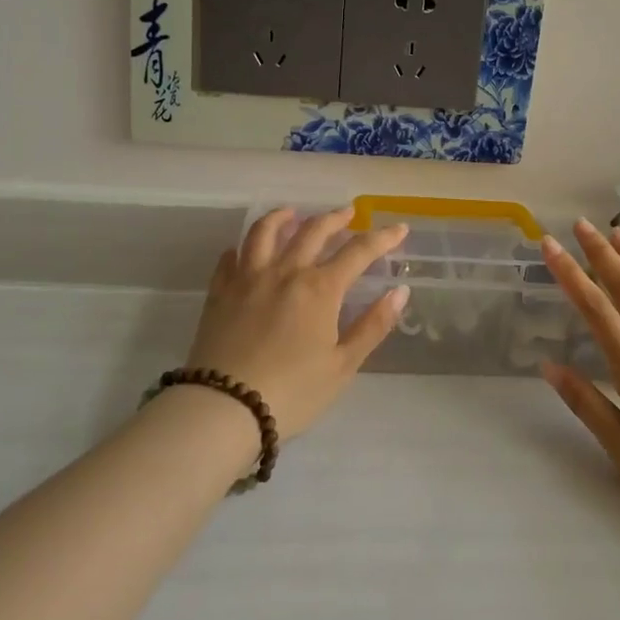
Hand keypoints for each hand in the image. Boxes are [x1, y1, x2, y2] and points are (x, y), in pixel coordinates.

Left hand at [182, 207, 410, 439]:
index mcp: (320, 288)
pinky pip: (230, 258)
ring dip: (282, 217)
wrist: (224, 408)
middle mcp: (285, 272)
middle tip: (348, 212)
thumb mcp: (342, 366)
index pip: (359, 251)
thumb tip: (400, 291)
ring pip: (265, 232)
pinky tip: (245, 250)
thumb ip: (373, 325)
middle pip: (313, 231)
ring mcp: (248, 278)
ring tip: (292, 213)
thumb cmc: (292, 393)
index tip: (400, 228)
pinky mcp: (219, 292)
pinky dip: (242, 247)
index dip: (383, 238)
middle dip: (335, 218)